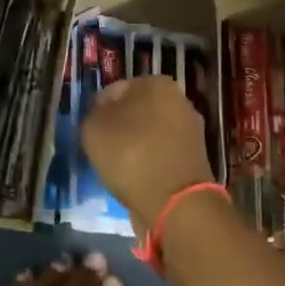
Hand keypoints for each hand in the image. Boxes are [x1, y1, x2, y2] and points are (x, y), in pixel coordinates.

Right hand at [81, 76, 214, 228]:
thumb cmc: (131, 155)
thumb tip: (100, 115)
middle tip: (101, 149)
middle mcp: (178, 100)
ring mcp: (190, 131)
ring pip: (149, 134)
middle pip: (135, 111)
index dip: (97, 110)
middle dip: (119, 127)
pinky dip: (148, 164)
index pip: (114, 90)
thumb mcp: (93, 129)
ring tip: (117, 168)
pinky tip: (136, 179)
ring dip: (134, 147)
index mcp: (155, 83)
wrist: (176, 203)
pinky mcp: (195, 159)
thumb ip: (93, 114)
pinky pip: (161, 155)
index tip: (89, 132)